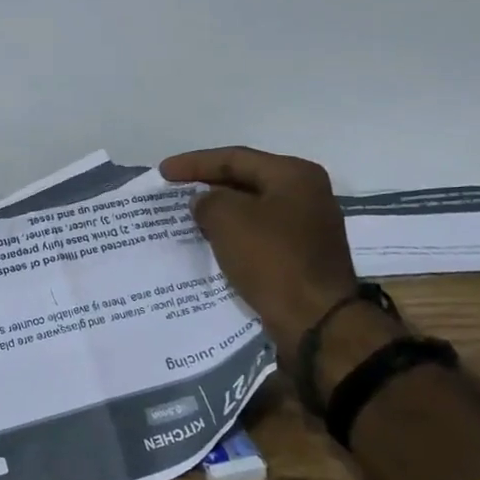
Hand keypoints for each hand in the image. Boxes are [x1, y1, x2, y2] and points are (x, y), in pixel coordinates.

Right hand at [158, 145, 361, 351]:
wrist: (316, 321)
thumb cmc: (272, 259)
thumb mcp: (228, 219)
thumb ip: (208, 201)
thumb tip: (205, 202)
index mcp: (294, 175)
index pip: (235, 158)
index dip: (195, 163)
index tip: (163, 172)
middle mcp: (307, 194)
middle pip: (246, 181)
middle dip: (208, 185)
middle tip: (175, 191)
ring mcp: (309, 227)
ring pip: (253, 209)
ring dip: (221, 212)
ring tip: (188, 217)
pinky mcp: (303, 256)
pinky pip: (260, 235)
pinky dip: (235, 235)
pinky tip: (212, 243)